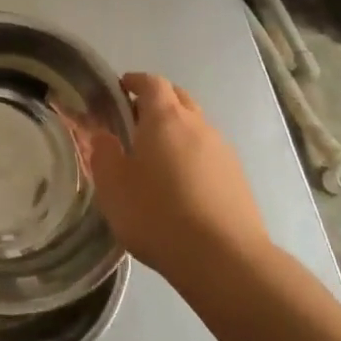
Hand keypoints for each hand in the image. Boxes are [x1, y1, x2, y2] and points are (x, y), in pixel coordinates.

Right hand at [79, 73, 271, 285]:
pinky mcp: (237, 178)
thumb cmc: (157, 214)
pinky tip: (180, 185)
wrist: (223, 258)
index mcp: (165, 119)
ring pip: (196, 127)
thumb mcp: (113, 186)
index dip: (135, 81)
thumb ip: (103, 154)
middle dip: (156, 102)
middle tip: (133, 121)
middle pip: (178, 98)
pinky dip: (191, 156)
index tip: (119, 90)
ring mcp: (223, 151)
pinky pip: (209, 153)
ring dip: (175, 131)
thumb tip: (104, 136)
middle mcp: (198, 125)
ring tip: (155, 159)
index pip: (152, 83)